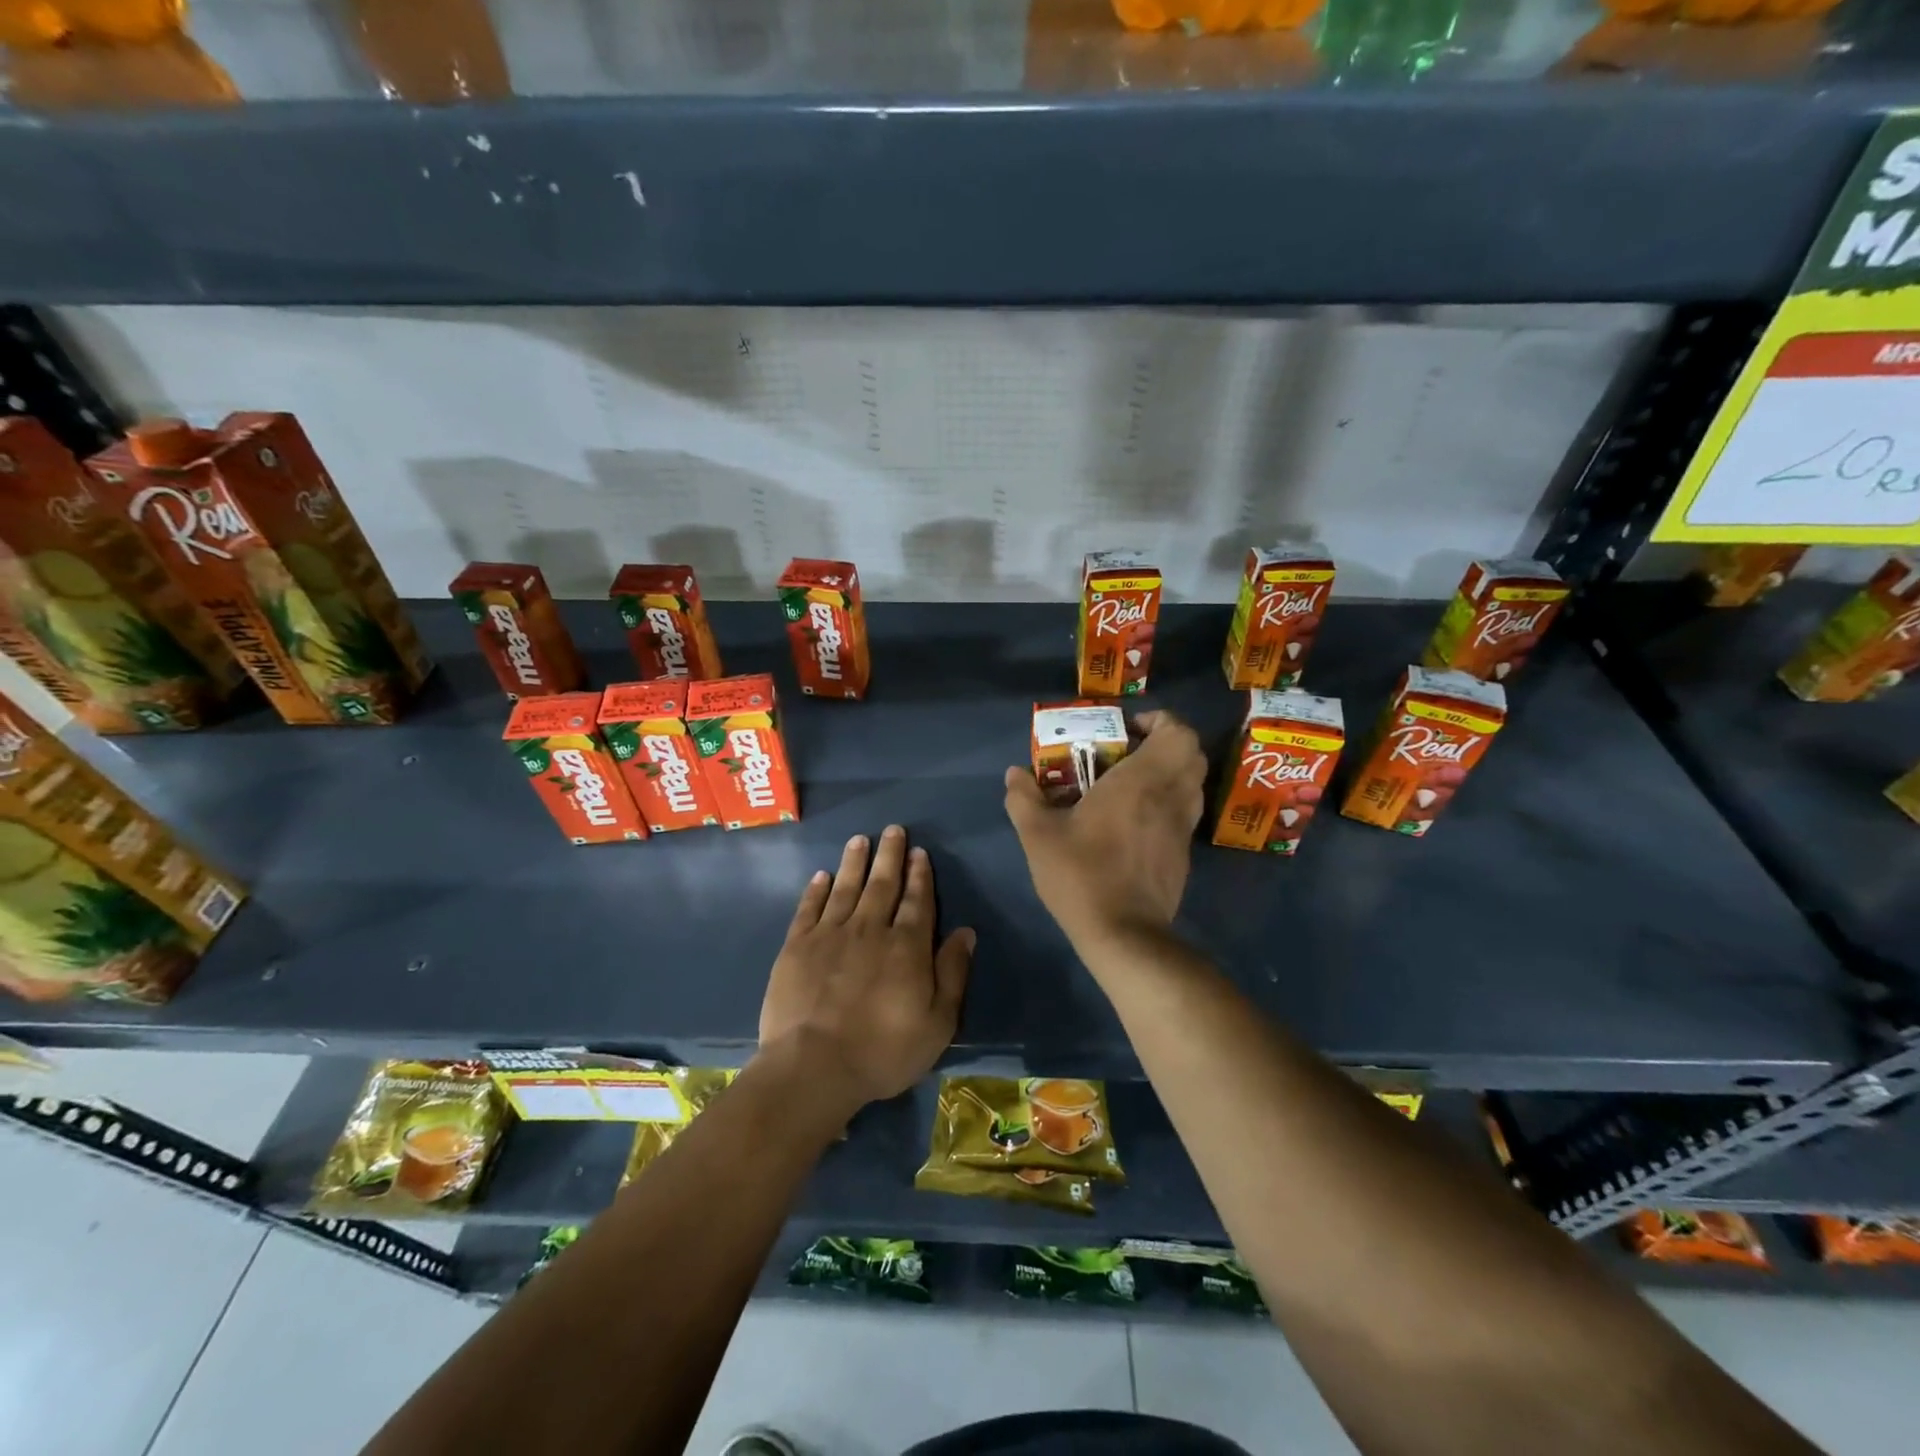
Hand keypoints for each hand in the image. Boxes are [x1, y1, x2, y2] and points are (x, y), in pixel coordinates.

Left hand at [758, 825, 973, 1110]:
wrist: (814, 1067)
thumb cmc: (883, 1051)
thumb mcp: (937, 1022)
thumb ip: (952, 973)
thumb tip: (965, 932)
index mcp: (907, 946)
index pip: (918, 901)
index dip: (920, 875)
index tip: (919, 852)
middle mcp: (870, 929)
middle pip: (883, 884)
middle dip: (890, 856)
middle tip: (893, 830)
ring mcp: (830, 934)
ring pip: (846, 888)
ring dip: (855, 862)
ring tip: (860, 839)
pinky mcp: (797, 946)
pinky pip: (809, 909)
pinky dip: (816, 890)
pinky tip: (821, 876)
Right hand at [1004, 709, 1205, 949]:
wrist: (1123, 934)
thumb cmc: (1081, 874)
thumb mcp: (1038, 835)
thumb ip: (1024, 798)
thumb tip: (1014, 773)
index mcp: (1141, 781)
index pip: (1178, 732)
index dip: (1159, 721)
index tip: (1128, 730)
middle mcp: (1171, 796)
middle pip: (1191, 752)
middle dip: (1166, 743)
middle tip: (1129, 752)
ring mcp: (1183, 827)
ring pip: (1193, 782)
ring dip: (1170, 772)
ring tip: (1131, 784)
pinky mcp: (1184, 853)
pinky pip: (1185, 811)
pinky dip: (1169, 801)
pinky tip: (1135, 821)